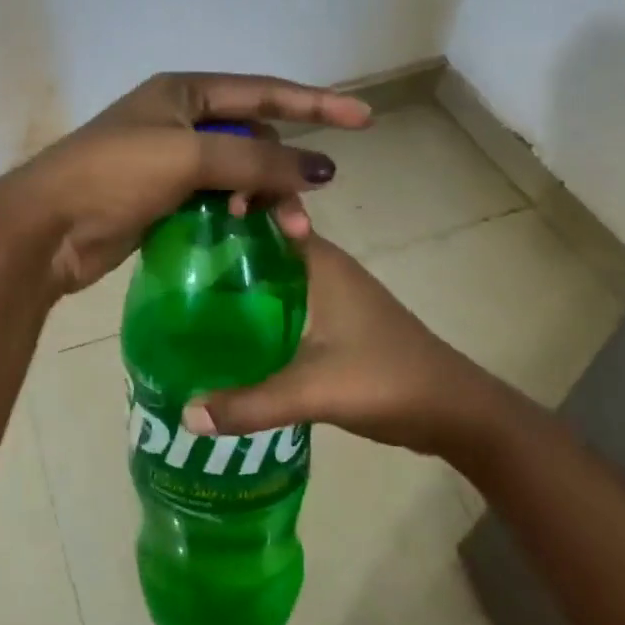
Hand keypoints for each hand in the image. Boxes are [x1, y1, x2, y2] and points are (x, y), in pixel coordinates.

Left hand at [0, 72, 370, 293]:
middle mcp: (179, 119)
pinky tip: (248, 234)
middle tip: (300, 215)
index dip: (315, 104)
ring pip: (237, 174)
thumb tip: (320, 168)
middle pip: (253, 140)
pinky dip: (237, 214)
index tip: (363, 119)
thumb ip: (256, 162)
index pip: (264, 93)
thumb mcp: (188, 157)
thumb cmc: (113, 176)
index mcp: (184, 91)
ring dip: (262, 199)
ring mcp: (169, 160)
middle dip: (281, 173)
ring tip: (277, 232)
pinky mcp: (162, 198)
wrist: (46, 228)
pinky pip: (216, 199)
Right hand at [181, 237, 520, 461]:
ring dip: (236, 287)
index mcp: (318, 260)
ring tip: (186, 304)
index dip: (224, 210)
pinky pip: (282, 303)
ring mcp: (329, 294)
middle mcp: (322, 267)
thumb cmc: (386, 380)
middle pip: (260, 246)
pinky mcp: (333, 321)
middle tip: (171, 272)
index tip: (182, 226)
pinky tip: (228, 338)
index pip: (265, 212)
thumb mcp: (313, 391)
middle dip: (218, 254)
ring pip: (270, 277)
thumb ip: (249, 404)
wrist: (453, 410)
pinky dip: (255, 312)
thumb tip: (186, 414)